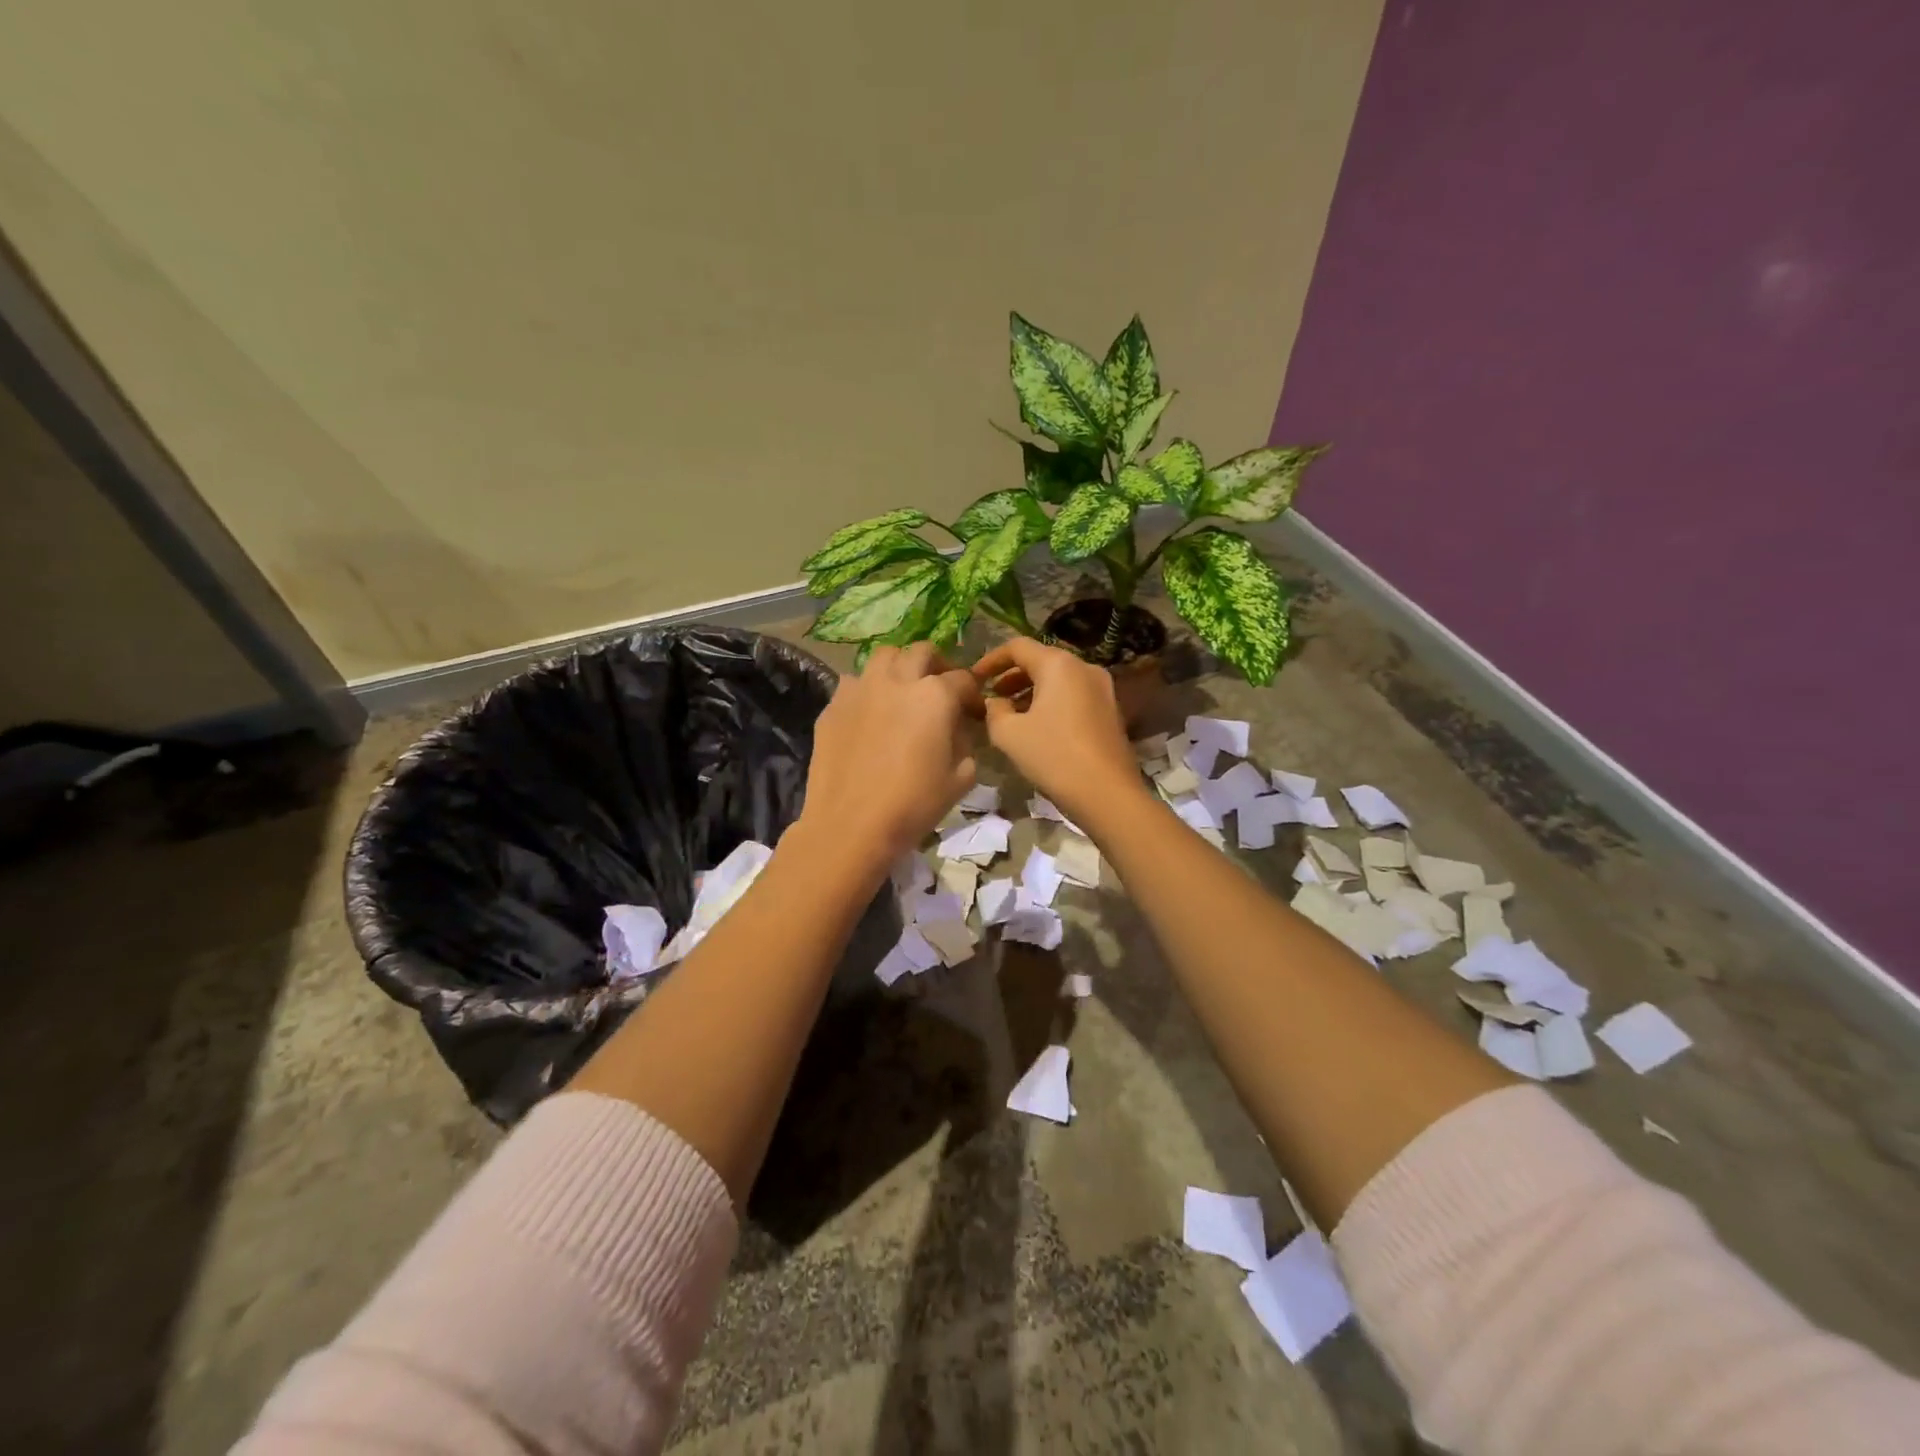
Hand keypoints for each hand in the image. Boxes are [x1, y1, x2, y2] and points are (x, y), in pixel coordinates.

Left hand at [798, 642, 982, 866]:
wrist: (850, 826)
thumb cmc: (913, 805)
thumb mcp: (960, 778)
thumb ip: (965, 743)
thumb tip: (956, 729)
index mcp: (934, 695)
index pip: (963, 679)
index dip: (973, 695)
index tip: (973, 713)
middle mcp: (897, 680)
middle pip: (922, 652)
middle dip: (936, 666)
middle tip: (940, 689)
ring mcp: (860, 689)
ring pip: (884, 656)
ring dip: (899, 666)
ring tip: (903, 690)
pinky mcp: (833, 705)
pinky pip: (854, 682)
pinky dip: (868, 689)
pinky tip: (870, 712)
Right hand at [971, 637, 1143, 829]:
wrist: (1107, 793)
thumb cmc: (1054, 756)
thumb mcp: (1008, 734)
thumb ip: (994, 711)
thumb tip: (996, 702)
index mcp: (1058, 665)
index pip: (1018, 647)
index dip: (991, 659)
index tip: (975, 677)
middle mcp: (1084, 667)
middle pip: (1041, 660)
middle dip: (1012, 676)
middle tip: (991, 696)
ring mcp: (1103, 689)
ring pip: (1059, 680)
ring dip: (1031, 691)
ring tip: (1011, 714)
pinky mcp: (1110, 711)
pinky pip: (1073, 695)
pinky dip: (1052, 702)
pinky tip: (1038, 727)